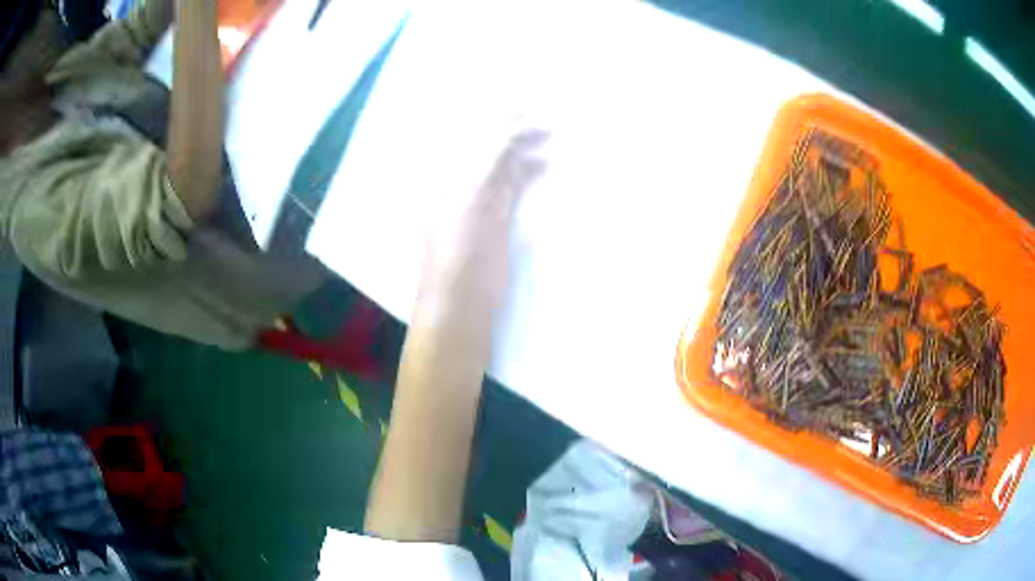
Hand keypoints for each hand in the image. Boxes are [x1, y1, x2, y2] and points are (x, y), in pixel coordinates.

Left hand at [421, 129, 548, 309]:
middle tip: (543, 116)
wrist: (461, 302)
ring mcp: (479, 201)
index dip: (494, 115)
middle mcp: (459, 181)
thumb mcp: (469, 198)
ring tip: (551, 134)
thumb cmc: (457, 250)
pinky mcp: (497, 220)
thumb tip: (510, 124)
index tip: (523, 103)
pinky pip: (514, 187)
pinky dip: (529, 173)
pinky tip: (547, 164)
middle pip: (487, 145)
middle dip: (513, 128)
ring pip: (503, 164)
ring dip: (524, 148)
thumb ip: (488, 160)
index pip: (469, 134)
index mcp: (443, 174)